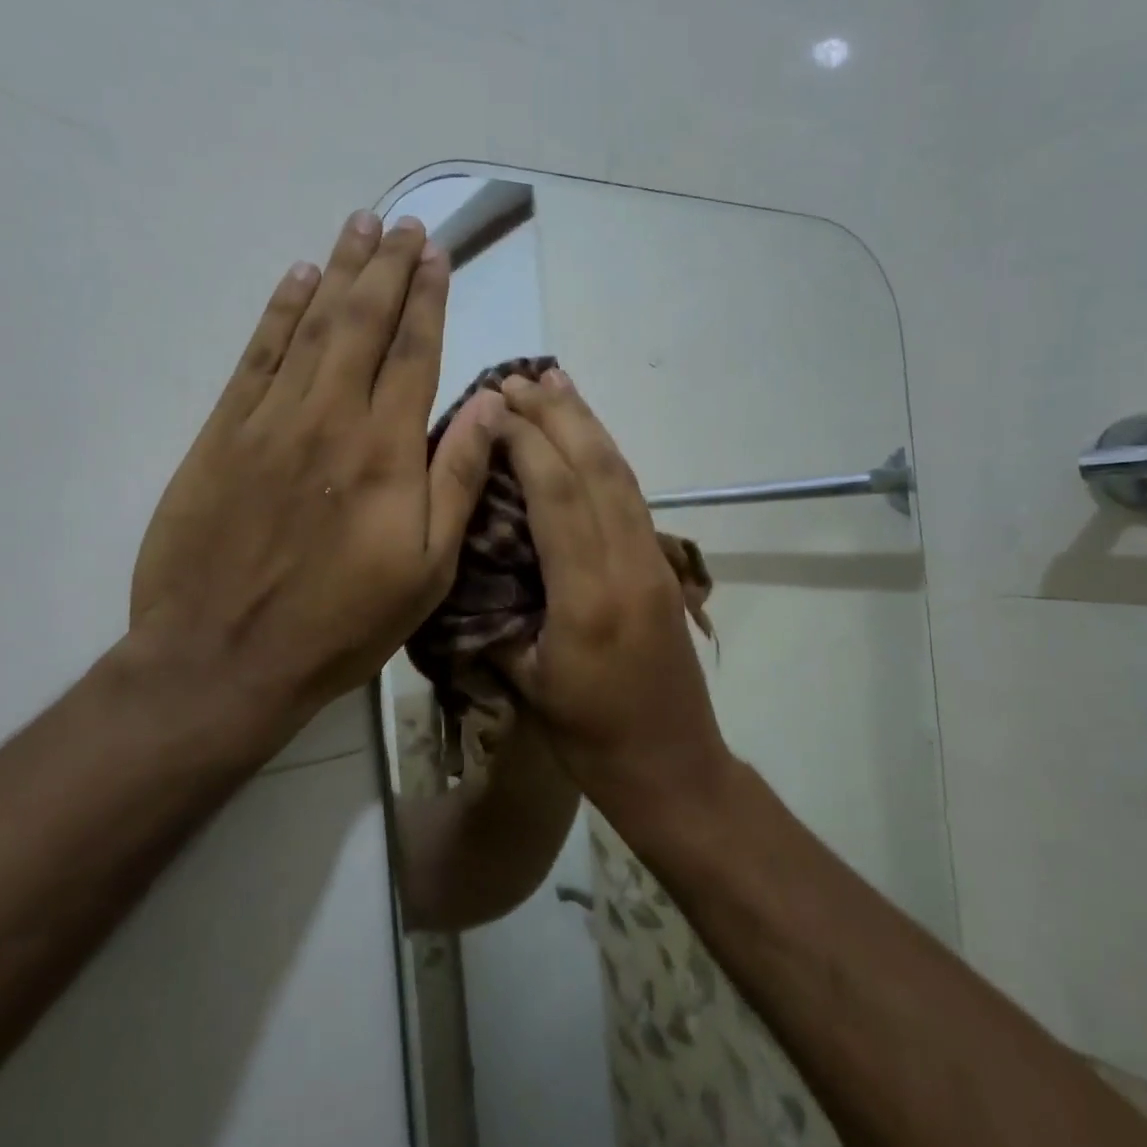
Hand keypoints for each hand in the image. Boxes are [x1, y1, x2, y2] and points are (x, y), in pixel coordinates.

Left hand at [130, 211, 502, 754]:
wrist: (226, 658)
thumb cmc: (342, 622)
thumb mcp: (427, 569)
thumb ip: (457, 478)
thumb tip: (491, 404)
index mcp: (386, 451)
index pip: (414, 352)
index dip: (428, 298)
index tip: (436, 254)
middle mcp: (331, 417)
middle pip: (364, 323)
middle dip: (387, 267)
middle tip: (402, 222)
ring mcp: (270, 420)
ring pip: (312, 326)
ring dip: (338, 271)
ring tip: (358, 227)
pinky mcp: (222, 433)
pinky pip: (256, 356)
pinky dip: (279, 311)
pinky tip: (296, 278)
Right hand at [493, 368, 732, 820]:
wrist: (674, 768)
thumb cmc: (591, 740)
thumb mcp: (528, 684)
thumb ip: (498, 618)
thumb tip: (471, 564)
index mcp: (588, 597)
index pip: (558, 495)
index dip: (527, 441)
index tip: (495, 405)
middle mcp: (628, 565)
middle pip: (596, 468)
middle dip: (558, 415)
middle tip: (519, 377)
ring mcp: (654, 563)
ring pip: (621, 475)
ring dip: (589, 424)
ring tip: (556, 384)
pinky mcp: (664, 568)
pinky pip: (632, 497)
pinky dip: (607, 456)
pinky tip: (589, 440)